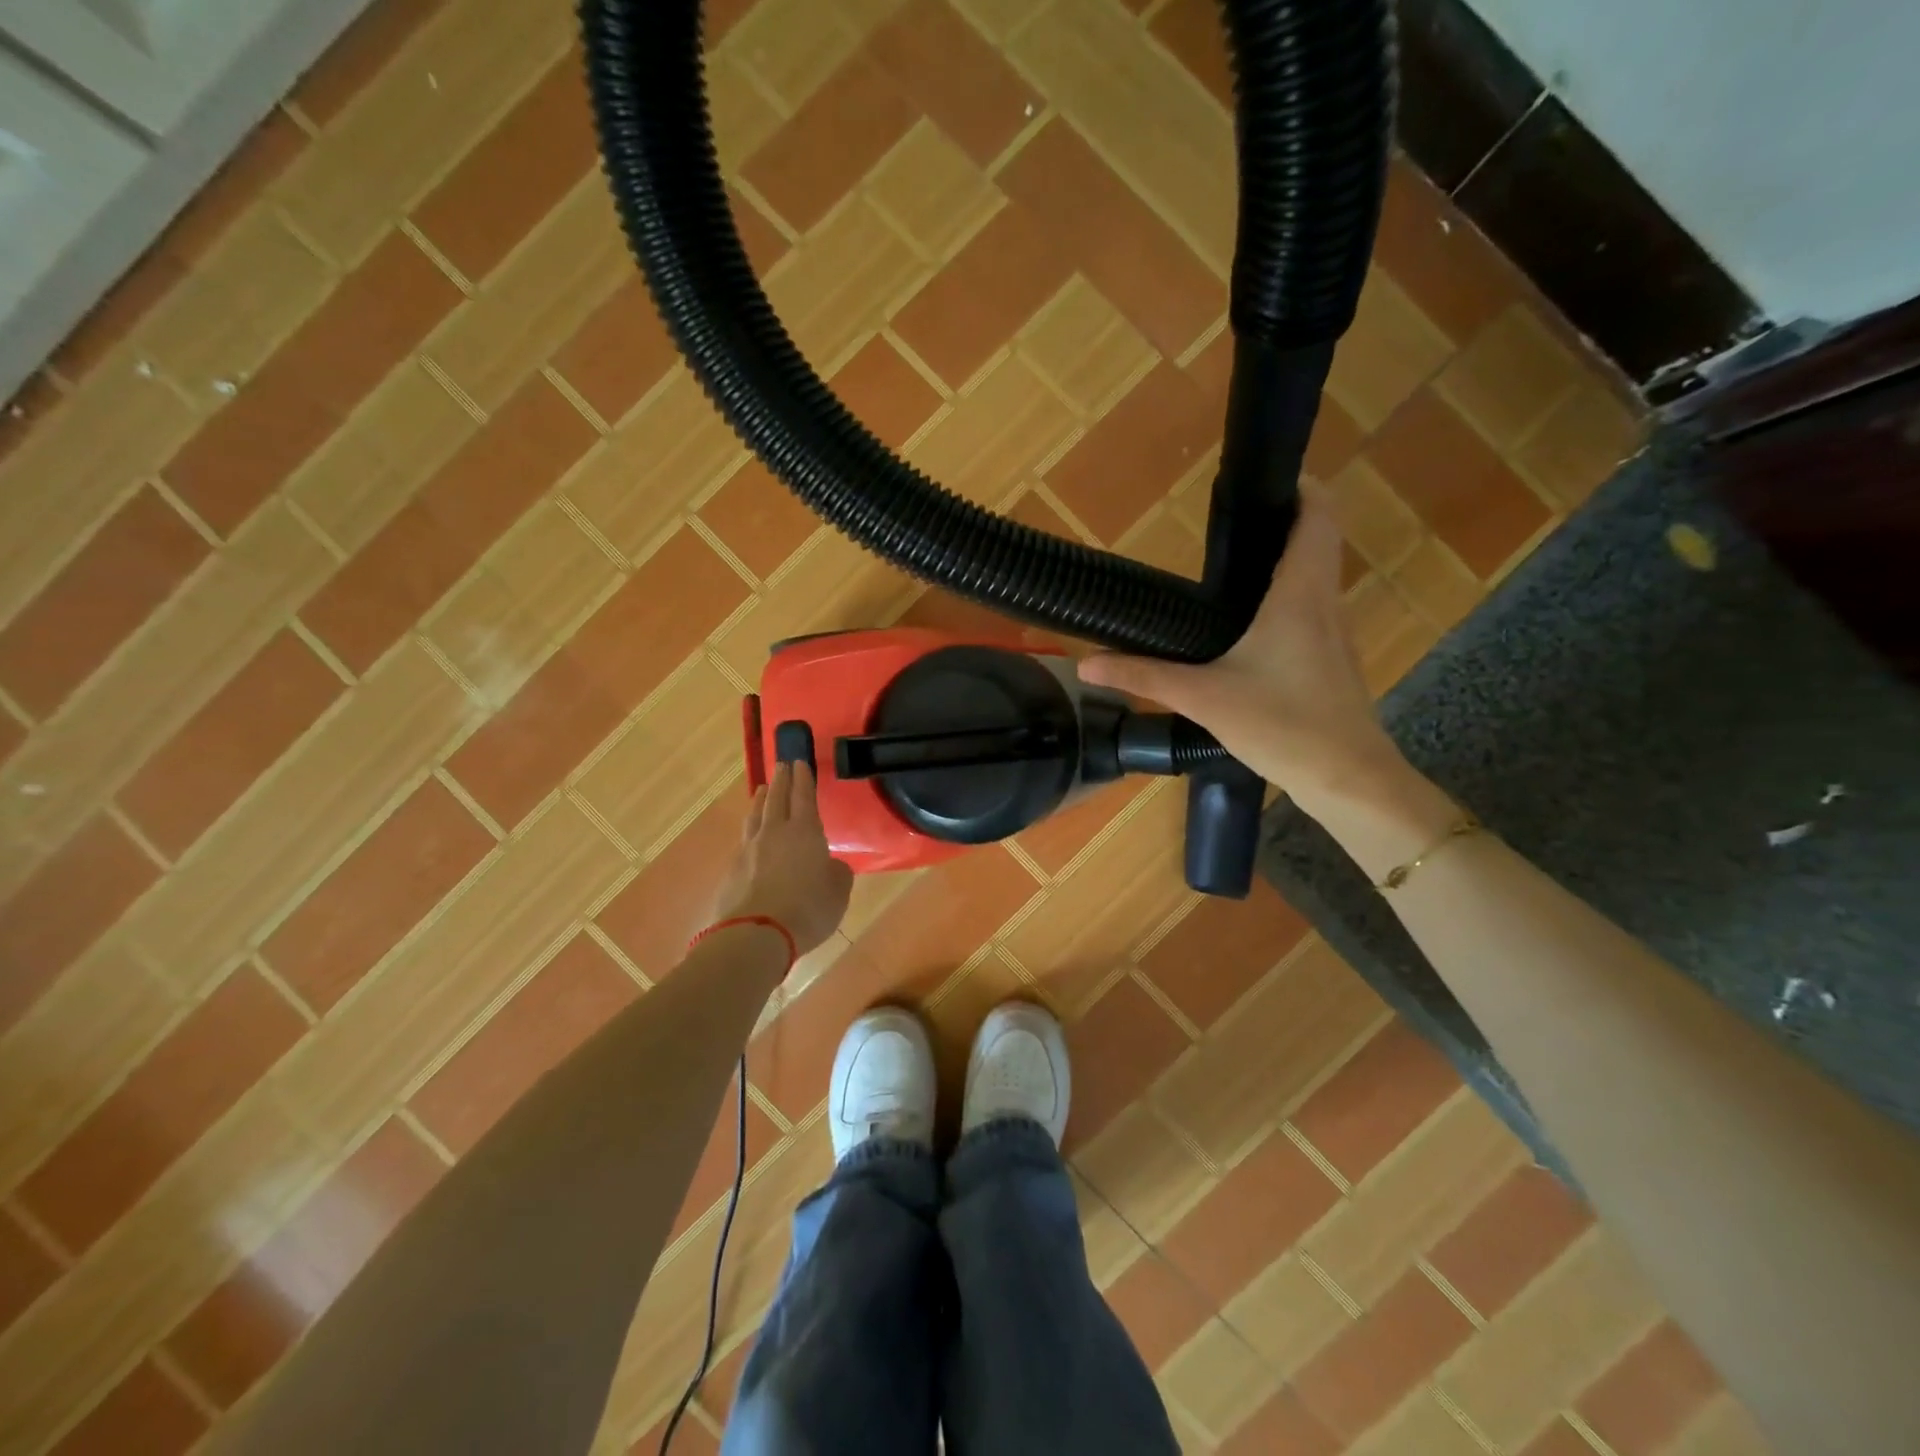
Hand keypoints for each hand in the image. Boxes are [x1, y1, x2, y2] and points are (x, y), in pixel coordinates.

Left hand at [710, 762, 852, 955]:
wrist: (756, 934)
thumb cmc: (807, 909)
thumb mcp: (838, 893)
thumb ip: (837, 873)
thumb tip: (830, 865)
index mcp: (805, 832)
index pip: (804, 796)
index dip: (803, 779)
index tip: (800, 762)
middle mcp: (775, 833)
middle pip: (776, 798)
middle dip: (782, 780)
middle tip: (783, 765)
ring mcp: (749, 850)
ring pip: (755, 816)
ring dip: (761, 800)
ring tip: (763, 790)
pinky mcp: (732, 870)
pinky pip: (744, 841)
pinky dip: (750, 832)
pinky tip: (751, 837)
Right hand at [1078, 497, 1410, 815]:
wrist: (1347, 779)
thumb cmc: (1282, 726)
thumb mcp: (1203, 698)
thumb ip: (1143, 677)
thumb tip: (1086, 665)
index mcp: (1299, 594)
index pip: (1317, 514)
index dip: (1298, 487)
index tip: (1261, 481)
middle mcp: (1325, 602)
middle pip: (1316, 539)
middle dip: (1280, 521)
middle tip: (1227, 525)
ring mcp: (1336, 632)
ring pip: (1316, 576)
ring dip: (1284, 560)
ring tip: (1230, 568)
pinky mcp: (1333, 660)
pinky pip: (1312, 609)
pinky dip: (1286, 597)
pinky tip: (1249, 628)